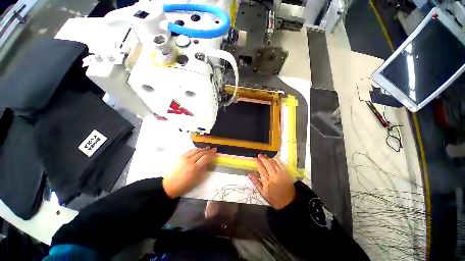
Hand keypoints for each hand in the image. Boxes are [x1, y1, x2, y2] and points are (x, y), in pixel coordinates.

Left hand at [163, 147, 216, 197]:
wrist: (169, 185)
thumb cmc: (184, 185)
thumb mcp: (197, 180)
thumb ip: (203, 170)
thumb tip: (208, 163)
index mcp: (195, 168)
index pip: (206, 158)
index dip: (212, 155)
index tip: (216, 153)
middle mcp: (190, 161)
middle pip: (201, 153)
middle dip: (208, 151)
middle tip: (213, 149)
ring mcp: (184, 158)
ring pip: (195, 151)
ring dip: (202, 149)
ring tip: (207, 148)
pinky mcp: (180, 157)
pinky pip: (189, 151)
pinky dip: (195, 149)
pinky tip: (198, 149)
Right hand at [249, 154, 295, 209]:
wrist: (289, 203)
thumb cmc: (274, 199)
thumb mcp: (263, 193)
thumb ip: (256, 183)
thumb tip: (250, 174)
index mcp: (267, 181)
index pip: (261, 168)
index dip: (257, 162)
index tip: (254, 158)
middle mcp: (273, 175)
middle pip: (267, 164)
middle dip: (262, 158)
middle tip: (259, 155)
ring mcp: (280, 173)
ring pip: (273, 163)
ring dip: (268, 158)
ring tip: (265, 156)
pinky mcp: (286, 173)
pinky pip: (280, 164)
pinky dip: (276, 160)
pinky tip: (273, 158)